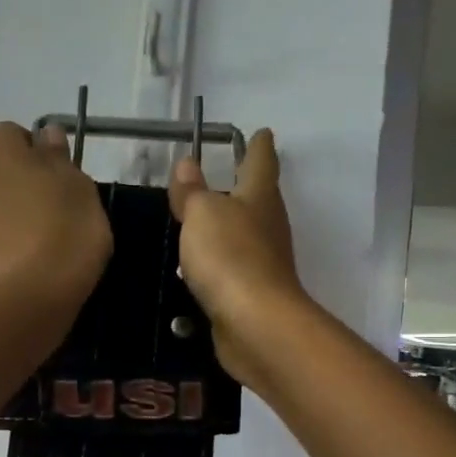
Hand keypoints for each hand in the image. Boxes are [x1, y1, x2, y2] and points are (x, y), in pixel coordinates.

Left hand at [0, 122, 112, 305]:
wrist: (38, 291)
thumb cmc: (68, 228)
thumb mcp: (78, 185)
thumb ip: (58, 156)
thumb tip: (45, 133)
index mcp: (5, 159)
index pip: (7, 133)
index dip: (29, 143)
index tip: (54, 163)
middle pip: (0, 172)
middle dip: (22, 180)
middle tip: (55, 201)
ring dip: (17, 212)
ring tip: (49, 234)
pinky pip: (0, 236)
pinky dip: (15, 240)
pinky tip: (39, 257)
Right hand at [169, 129, 307, 386]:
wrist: (255, 323)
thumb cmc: (229, 256)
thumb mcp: (201, 214)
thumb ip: (192, 191)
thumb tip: (187, 162)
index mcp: (259, 197)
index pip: (261, 162)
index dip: (259, 146)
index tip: (261, 133)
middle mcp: (268, 226)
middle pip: (258, 199)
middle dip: (244, 187)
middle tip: (225, 176)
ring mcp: (264, 262)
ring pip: (245, 235)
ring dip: (228, 227)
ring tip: (201, 223)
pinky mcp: (253, 294)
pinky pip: (233, 269)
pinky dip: (218, 263)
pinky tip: (199, 269)